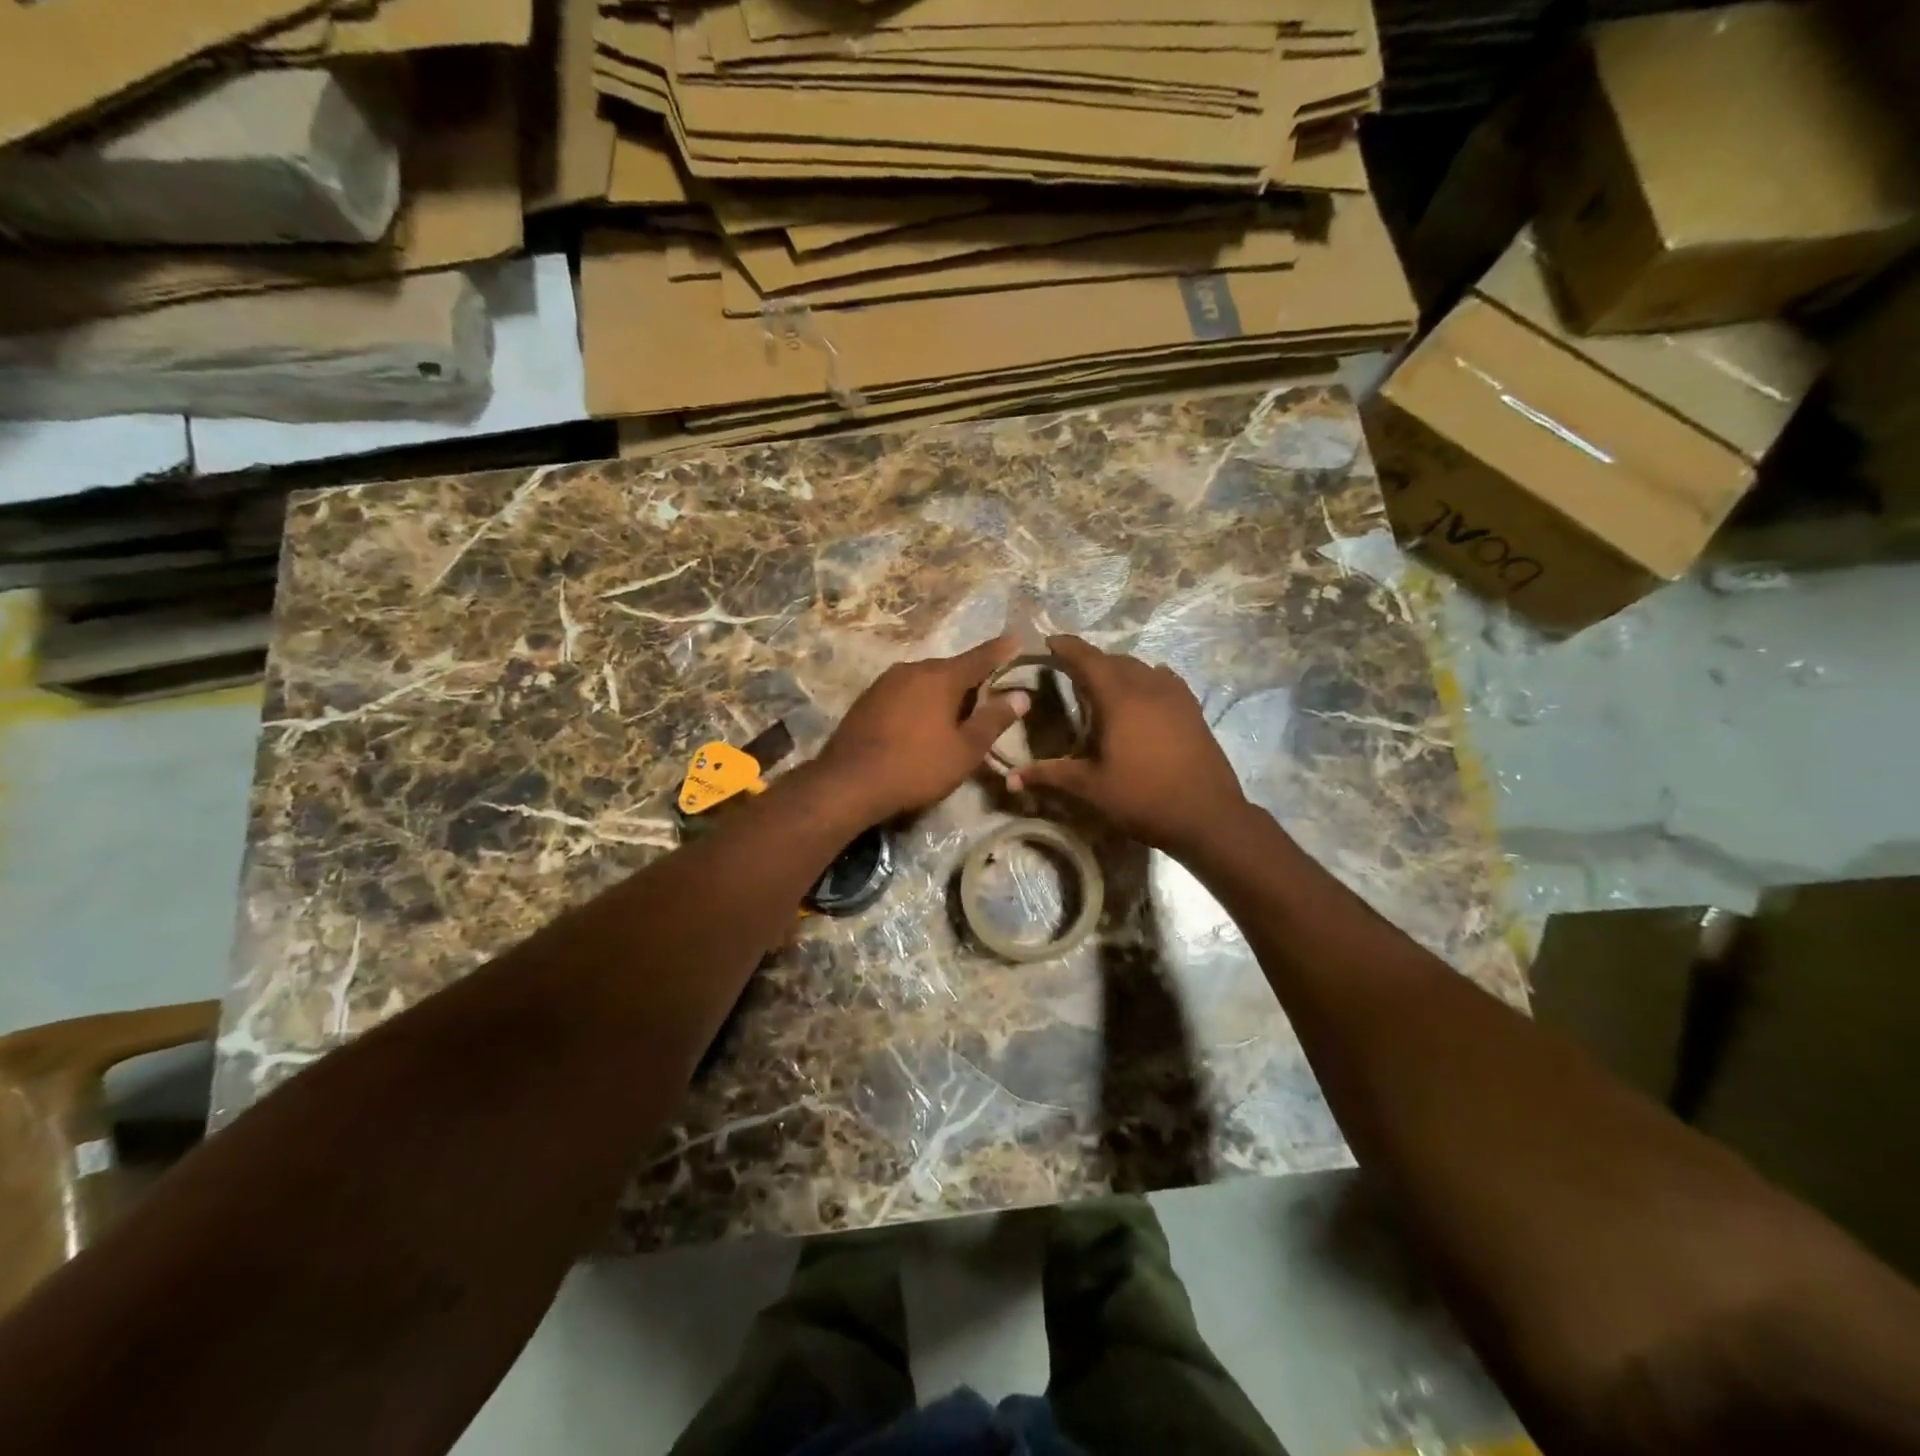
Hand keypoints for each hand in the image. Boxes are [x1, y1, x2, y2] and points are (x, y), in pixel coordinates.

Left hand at [816, 634, 1028, 822]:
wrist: (848, 782)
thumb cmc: (917, 766)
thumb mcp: (965, 750)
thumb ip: (994, 720)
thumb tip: (1021, 696)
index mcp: (941, 676)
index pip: (980, 657)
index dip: (1002, 651)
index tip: (1017, 641)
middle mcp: (912, 669)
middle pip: (951, 669)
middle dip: (971, 681)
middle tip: (988, 699)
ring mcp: (885, 682)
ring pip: (925, 681)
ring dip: (942, 694)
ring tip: (954, 717)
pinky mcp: (867, 699)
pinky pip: (904, 693)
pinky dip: (919, 702)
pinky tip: (920, 725)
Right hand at [1006, 635, 1248, 858]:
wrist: (1207, 815)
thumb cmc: (1142, 798)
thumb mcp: (1090, 788)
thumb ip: (1049, 775)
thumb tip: (1009, 779)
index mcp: (1118, 698)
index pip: (1086, 658)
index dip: (1066, 647)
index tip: (1049, 641)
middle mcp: (1147, 686)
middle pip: (1113, 660)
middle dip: (1089, 661)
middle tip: (1069, 672)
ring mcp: (1174, 695)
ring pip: (1140, 667)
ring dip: (1118, 670)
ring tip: (1102, 685)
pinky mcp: (1192, 708)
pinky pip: (1163, 680)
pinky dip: (1145, 680)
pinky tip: (1143, 695)